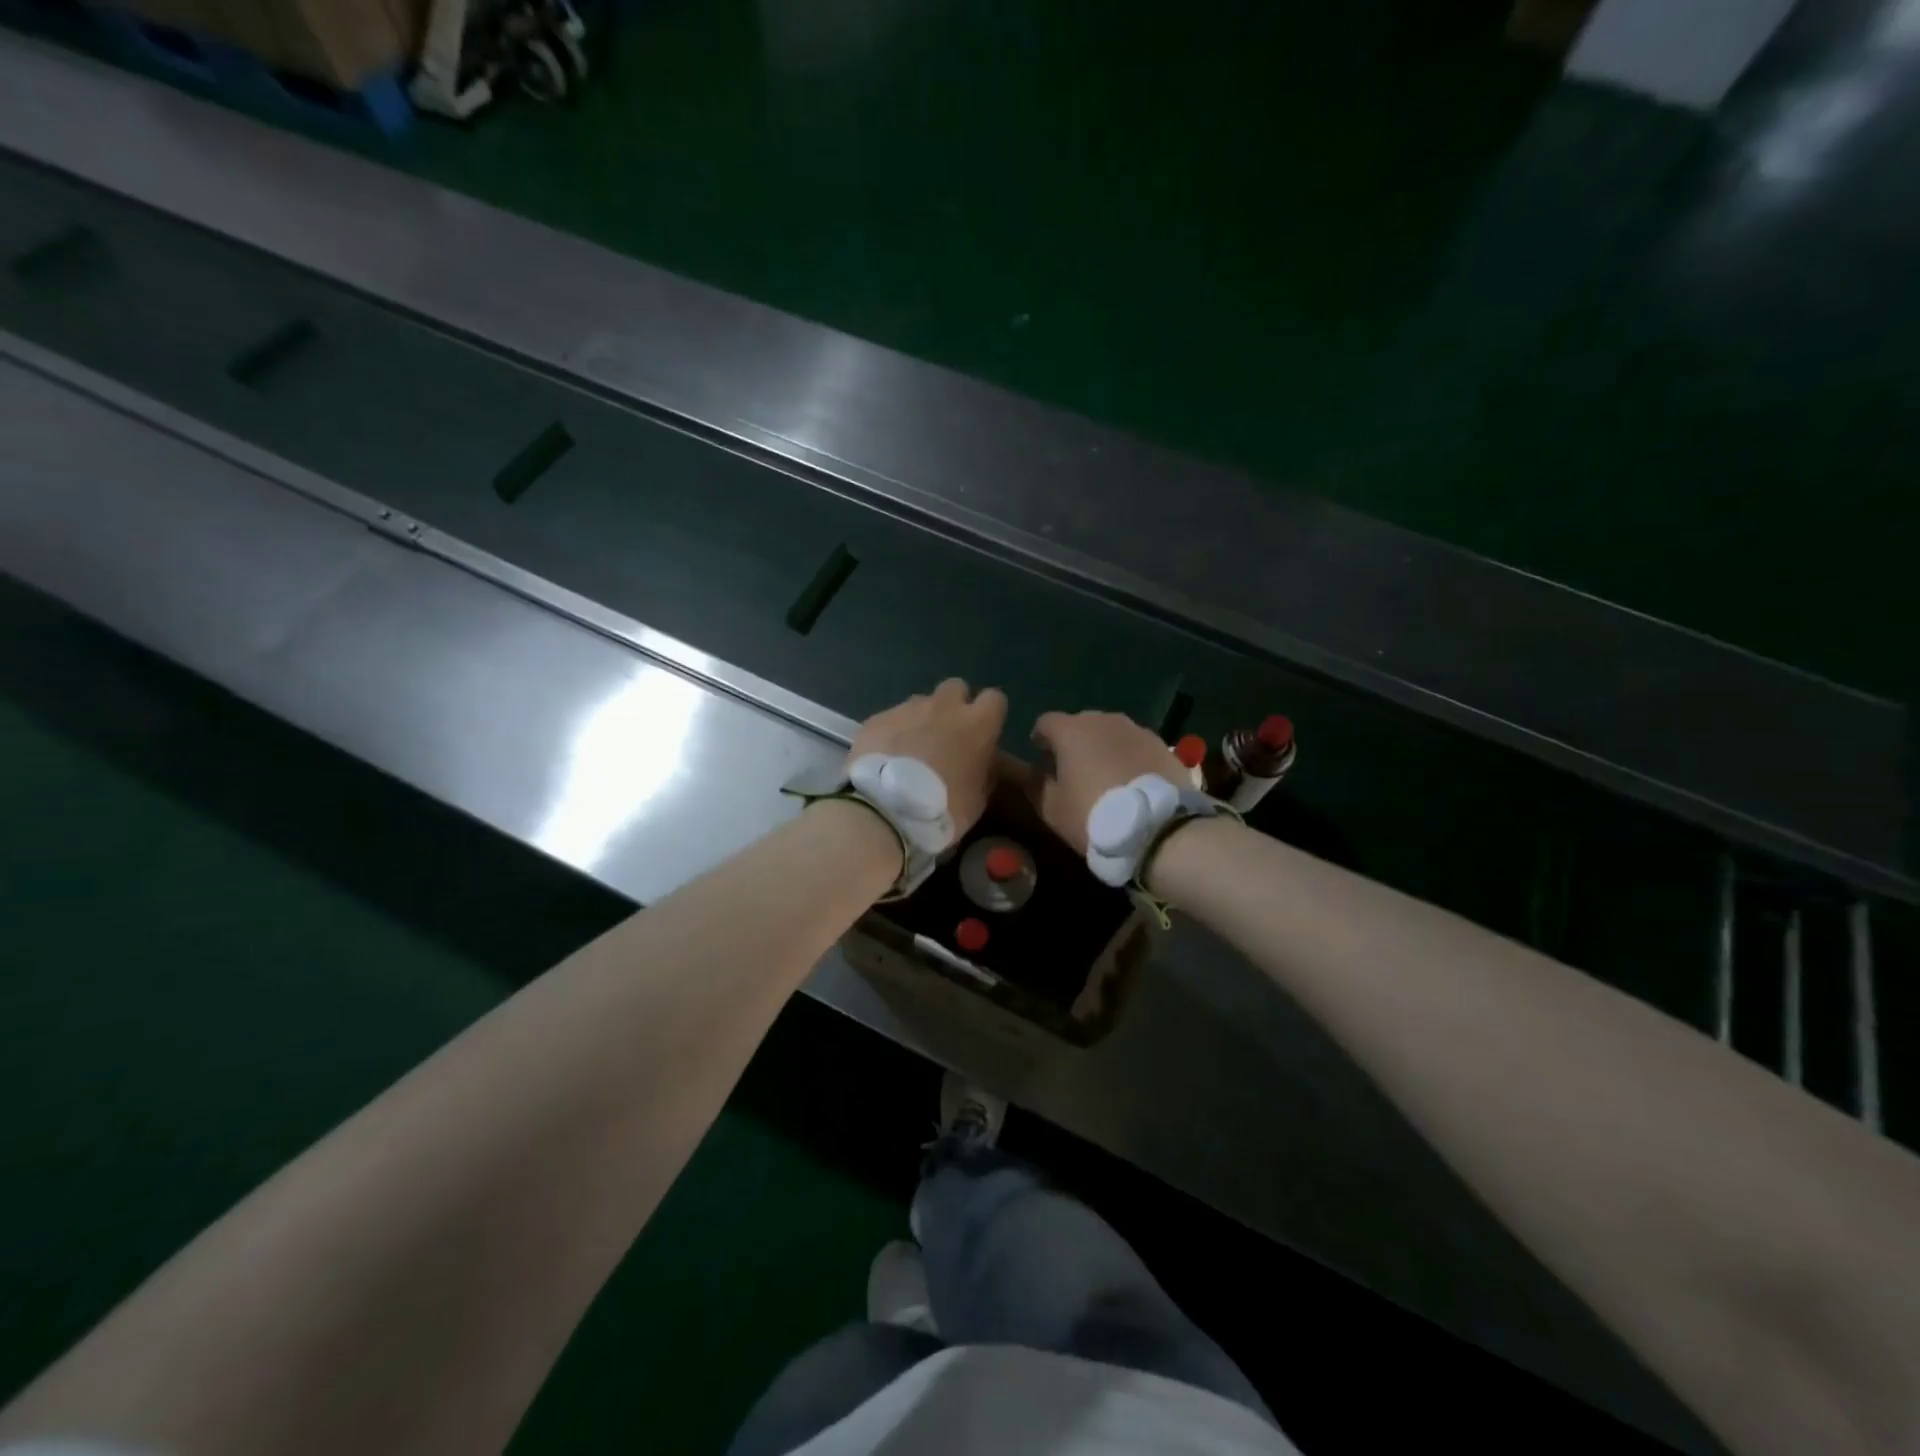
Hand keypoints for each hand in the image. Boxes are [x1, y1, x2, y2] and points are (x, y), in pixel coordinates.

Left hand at [848, 679, 1007, 838]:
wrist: (886, 810)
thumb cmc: (943, 808)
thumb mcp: (978, 799)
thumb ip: (984, 771)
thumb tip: (982, 762)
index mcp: (977, 724)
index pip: (995, 699)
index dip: (989, 714)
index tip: (983, 733)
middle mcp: (944, 706)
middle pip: (956, 688)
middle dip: (954, 706)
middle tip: (947, 735)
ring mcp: (908, 708)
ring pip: (921, 702)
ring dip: (922, 719)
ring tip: (912, 748)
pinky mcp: (878, 718)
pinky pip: (891, 718)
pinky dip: (892, 732)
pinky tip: (886, 756)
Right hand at [1029, 710, 1179, 853]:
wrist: (1157, 828)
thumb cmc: (1093, 815)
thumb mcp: (1052, 809)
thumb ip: (1036, 784)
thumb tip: (1036, 772)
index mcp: (1071, 730)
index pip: (1046, 722)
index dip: (1040, 738)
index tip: (1041, 757)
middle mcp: (1103, 720)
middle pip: (1080, 723)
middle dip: (1073, 741)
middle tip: (1074, 768)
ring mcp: (1136, 729)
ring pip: (1110, 732)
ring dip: (1103, 747)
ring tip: (1105, 774)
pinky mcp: (1161, 744)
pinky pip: (1135, 744)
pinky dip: (1128, 756)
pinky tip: (1131, 780)